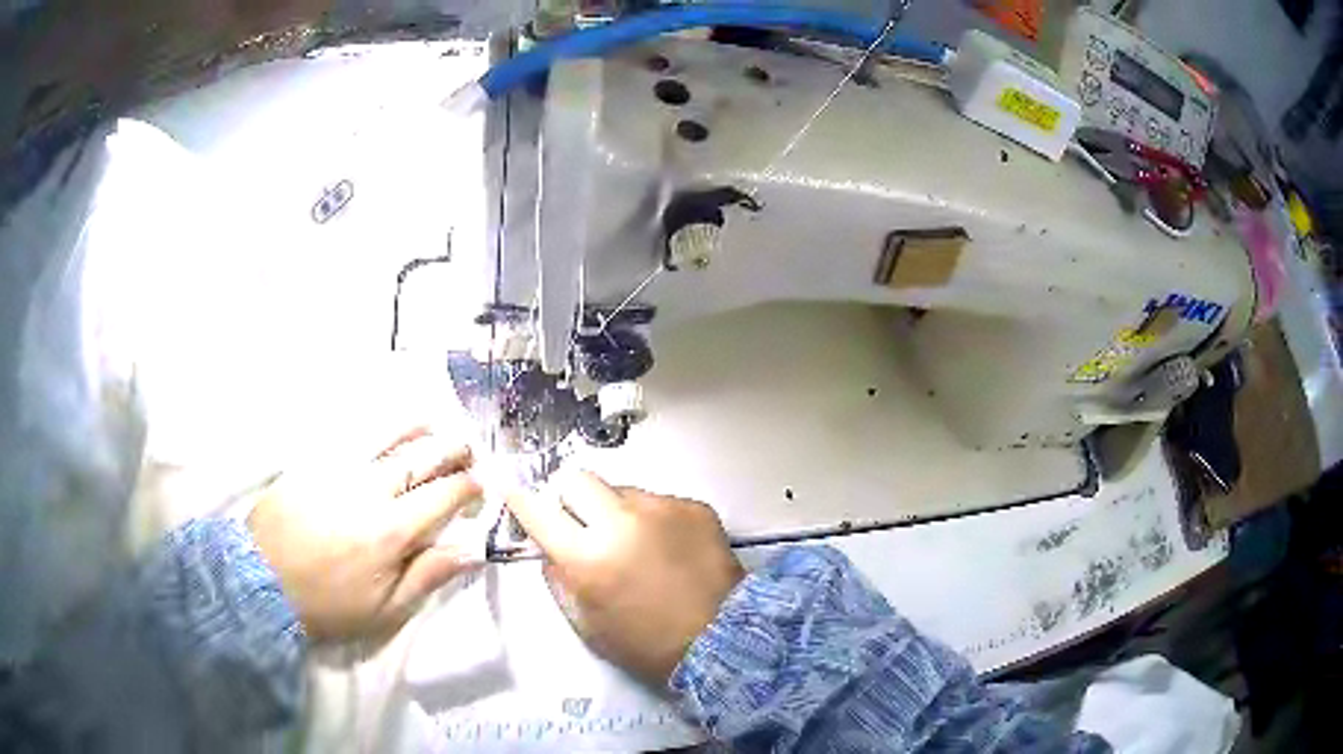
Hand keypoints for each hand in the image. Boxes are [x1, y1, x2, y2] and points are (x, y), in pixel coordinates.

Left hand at [248, 428, 482, 641]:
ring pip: (386, 438)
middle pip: (419, 458)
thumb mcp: (384, 609)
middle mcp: (369, 489)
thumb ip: (428, 577)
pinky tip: (386, 429)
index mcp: (391, 529)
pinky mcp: (313, 463)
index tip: (483, 484)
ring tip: (433, 423)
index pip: (442, 496)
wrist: (261, 581)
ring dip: (416, 428)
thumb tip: (470, 551)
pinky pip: (351, 437)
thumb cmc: (328, 605)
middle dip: (451, 450)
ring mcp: (338, 470)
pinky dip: (377, 429)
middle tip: (468, 448)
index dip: (468, 486)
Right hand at [507, 471, 743, 684]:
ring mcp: (661, 508)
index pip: (537, 510)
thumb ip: (559, 579)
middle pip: (577, 478)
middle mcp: (620, 521)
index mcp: (587, 557)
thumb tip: (549, 547)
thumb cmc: (645, 644)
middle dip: (570, 497)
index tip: (511, 489)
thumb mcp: (586, 623)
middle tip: (582, 523)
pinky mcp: (693, 506)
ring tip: (638, 545)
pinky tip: (670, 549)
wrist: (722, 640)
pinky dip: (654, 520)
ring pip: (621, 490)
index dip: (519, 498)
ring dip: (616, 511)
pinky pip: (658, 502)